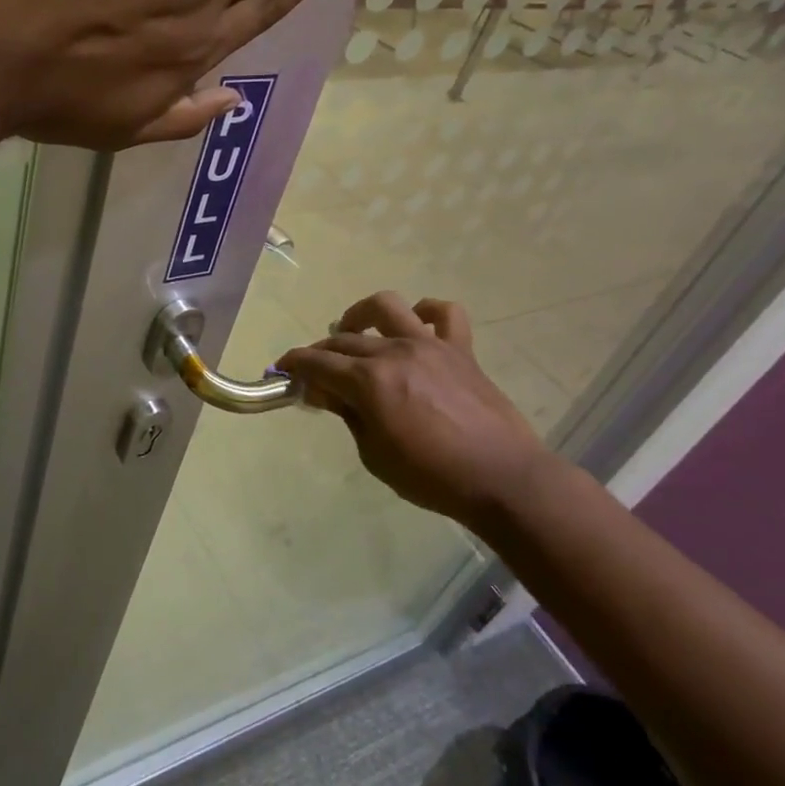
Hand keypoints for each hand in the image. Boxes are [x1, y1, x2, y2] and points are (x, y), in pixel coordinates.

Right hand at [277, 293, 555, 527]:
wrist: (502, 478)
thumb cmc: (431, 477)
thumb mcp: (374, 454)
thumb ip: (348, 415)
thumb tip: (324, 391)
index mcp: (369, 381)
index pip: (317, 363)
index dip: (293, 364)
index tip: (282, 370)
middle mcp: (394, 352)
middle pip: (344, 340)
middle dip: (321, 353)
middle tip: (316, 374)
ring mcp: (430, 345)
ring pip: (387, 307)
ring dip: (362, 314)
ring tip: (354, 330)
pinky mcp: (461, 350)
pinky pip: (445, 314)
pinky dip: (427, 312)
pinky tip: (416, 324)